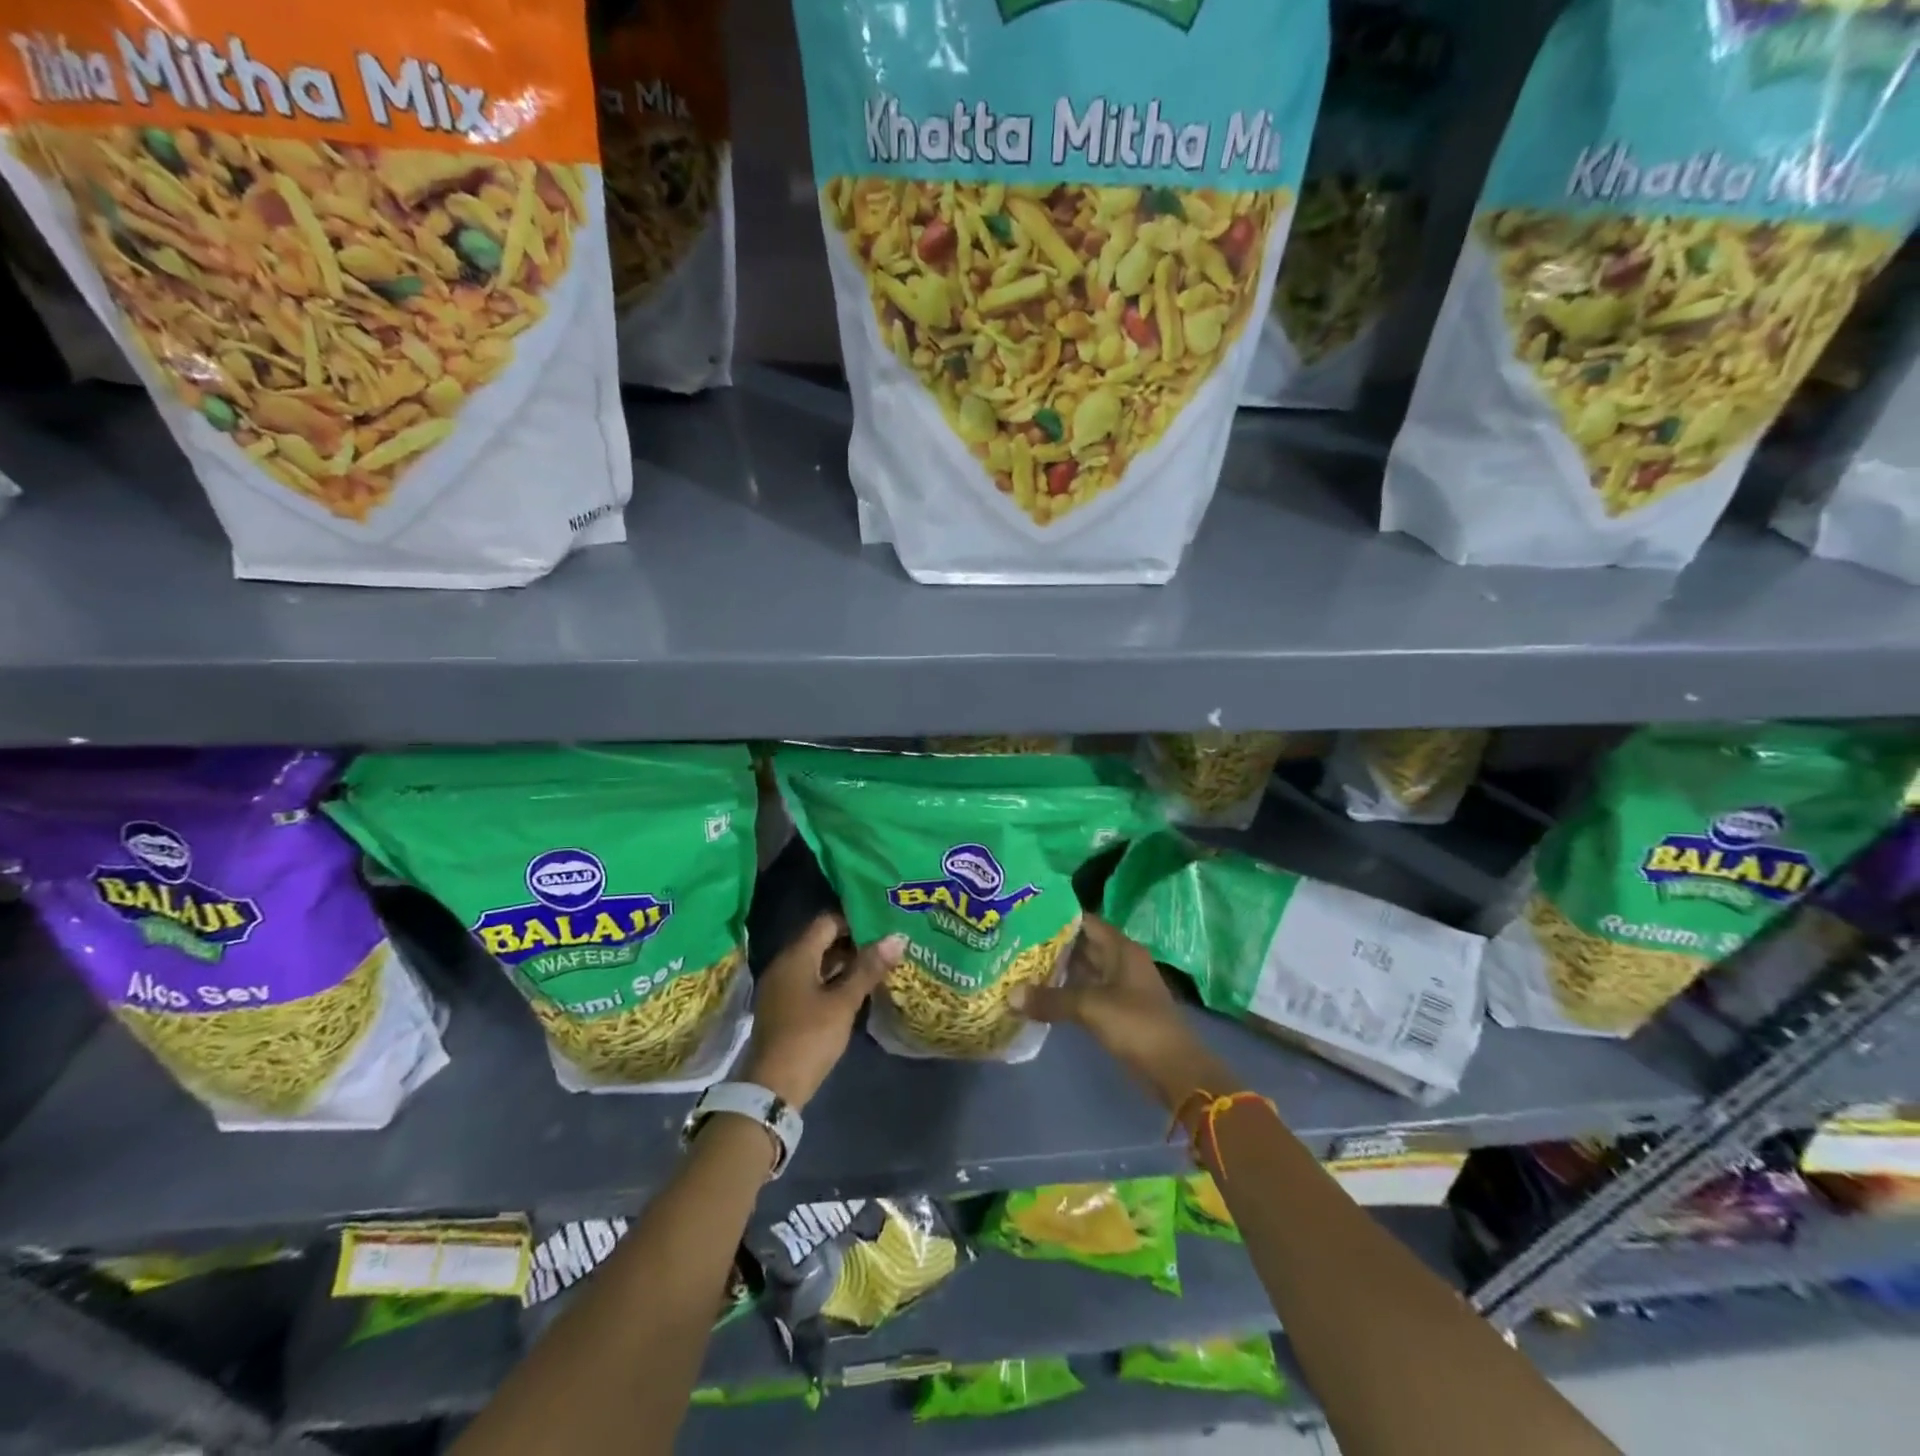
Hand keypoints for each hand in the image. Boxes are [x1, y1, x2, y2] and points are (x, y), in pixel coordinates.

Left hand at [740, 913, 904, 1111]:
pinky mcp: (784, 1006)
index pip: (827, 921)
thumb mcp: (843, 1003)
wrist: (772, 1088)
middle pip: (821, 940)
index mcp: (796, 955)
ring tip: (877, 962)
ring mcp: (781, 986)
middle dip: (853, 940)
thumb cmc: (809, 1037)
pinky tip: (856, 988)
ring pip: (816, 962)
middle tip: (886, 942)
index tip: (882, 922)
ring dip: (844, 962)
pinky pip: (810, 980)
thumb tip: (897, 938)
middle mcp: (785, 964)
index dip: (854, 919)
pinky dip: (832, 979)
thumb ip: (868, 969)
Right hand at [1010, 915, 1238, 1111]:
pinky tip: (1042, 996)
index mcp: (1121, 949)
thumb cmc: (1136, 1025)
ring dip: (1058, 970)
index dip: (1057, 917)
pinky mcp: (1118, 1010)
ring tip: (1021, 966)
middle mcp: (1121, 961)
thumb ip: (1051, 1000)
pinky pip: (1087, 992)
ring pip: (1084, 970)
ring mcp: (1121, 986)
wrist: (1175, 1069)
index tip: (1026, 916)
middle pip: (1083, 945)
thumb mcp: (1091, 1007)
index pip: (1085, 921)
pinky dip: (1067, 992)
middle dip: (1052, 945)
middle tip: (1016, 942)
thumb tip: (1009, 995)